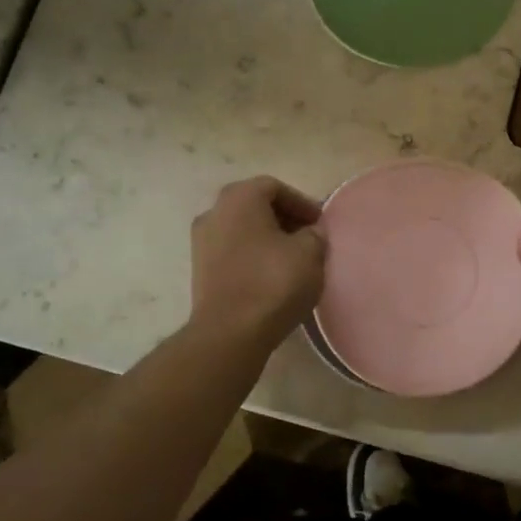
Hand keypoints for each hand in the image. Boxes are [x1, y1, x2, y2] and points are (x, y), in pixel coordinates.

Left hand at [190, 176, 327, 351]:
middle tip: (308, 237)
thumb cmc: (273, 282)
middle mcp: (214, 212)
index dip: (301, 202)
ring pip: (242, 229)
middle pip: (255, 205)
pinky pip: (232, 251)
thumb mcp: (310, 253)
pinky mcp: (200, 270)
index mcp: (239, 198)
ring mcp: (202, 242)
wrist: (230, 333)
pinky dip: (252, 255)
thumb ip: (314, 234)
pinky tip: (271, 275)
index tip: (320, 223)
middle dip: (284, 218)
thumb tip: (310, 233)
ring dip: (267, 238)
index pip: (274, 187)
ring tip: (292, 259)